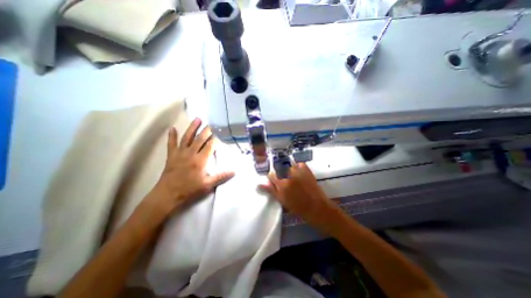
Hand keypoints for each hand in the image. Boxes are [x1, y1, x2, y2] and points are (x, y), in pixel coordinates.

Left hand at [154, 118, 236, 212]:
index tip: (221, 132)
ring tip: (197, 119)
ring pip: (187, 138)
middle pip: (200, 139)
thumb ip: (221, 177)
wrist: (167, 195)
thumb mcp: (207, 185)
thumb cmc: (189, 190)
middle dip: (207, 130)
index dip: (216, 139)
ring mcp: (180, 153)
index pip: (210, 146)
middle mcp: (190, 154)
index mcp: (200, 160)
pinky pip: (171, 144)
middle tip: (212, 123)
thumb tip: (234, 171)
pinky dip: (171, 136)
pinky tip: (172, 128)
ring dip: (192, 128)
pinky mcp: (171, 156)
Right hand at [261, 163, 342, 230]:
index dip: (272, 178)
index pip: (271, 175)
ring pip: (289, 166)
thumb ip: (271, 190)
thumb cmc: (298, 207)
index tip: (274, 180)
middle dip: (281, 173)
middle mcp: (289, 175)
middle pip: (280, 169)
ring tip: (294, 178)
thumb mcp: (282, 201)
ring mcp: (299, 171)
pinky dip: (299, 168)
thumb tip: (260, 184)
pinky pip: (299, 164)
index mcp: (282, 184)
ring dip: (290, 170)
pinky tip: (300, 174)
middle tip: (286, 181)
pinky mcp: (307, 170)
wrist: (317, 208)